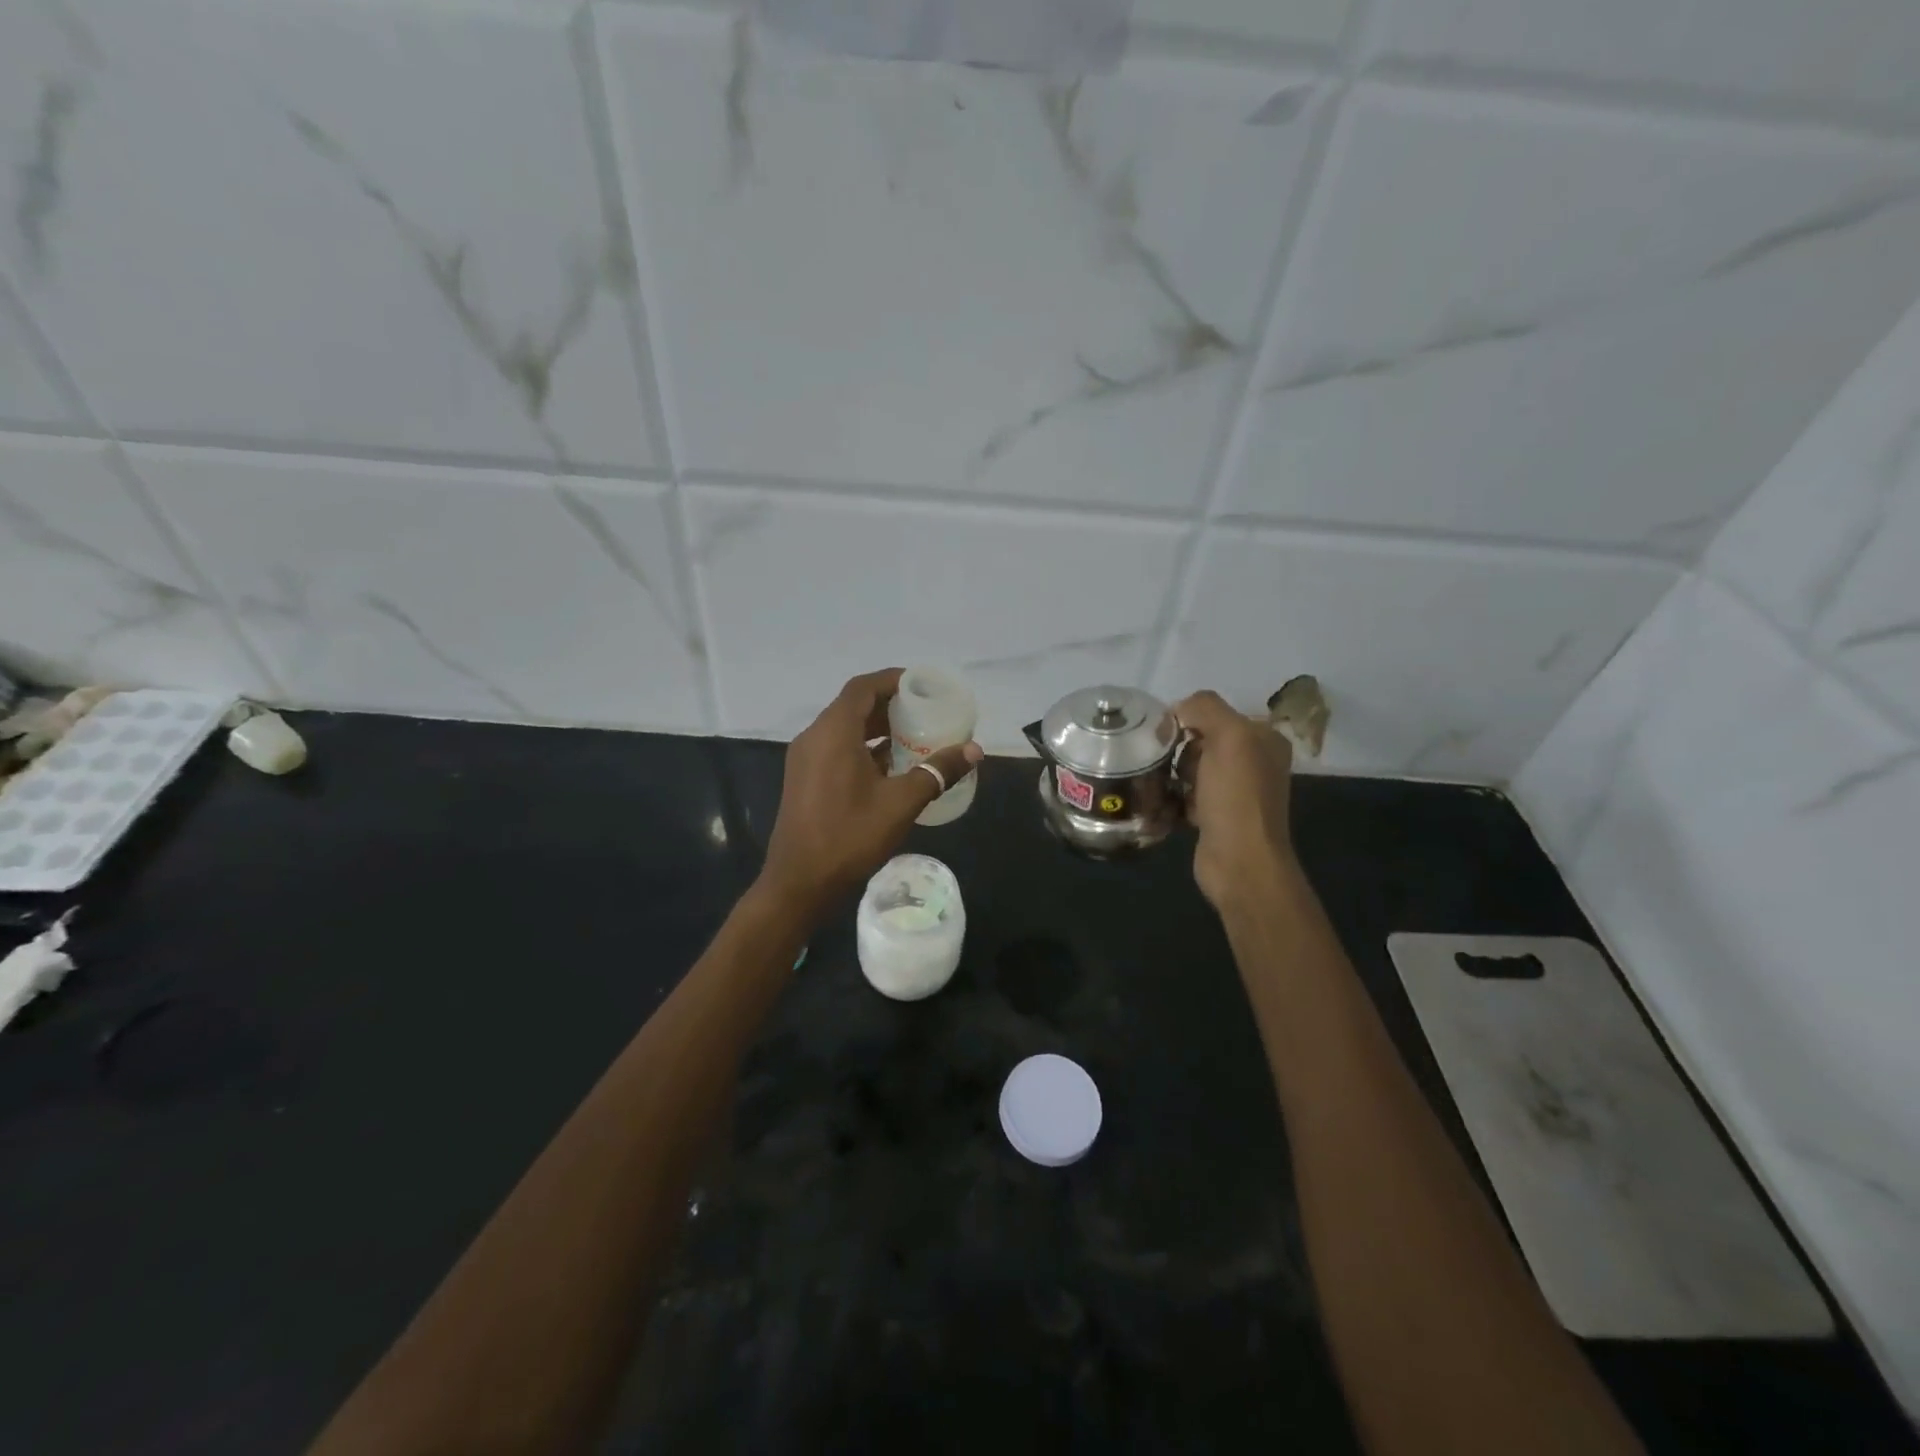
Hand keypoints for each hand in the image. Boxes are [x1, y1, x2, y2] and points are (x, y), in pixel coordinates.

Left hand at [760, 669, 983, 916]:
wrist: (800, 883)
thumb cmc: (850, 836)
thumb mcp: (901, 803)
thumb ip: (937, 772)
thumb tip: (974, 750)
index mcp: (833, 732)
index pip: (863, 688)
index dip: (892, 680)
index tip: (922, 685)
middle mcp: (814, 737)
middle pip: (853, 705)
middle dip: (889, 704)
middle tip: (924, 711)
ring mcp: (805, 760)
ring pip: (844, 729)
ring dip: (876, 727)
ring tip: (913, 736)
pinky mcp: (804, 779)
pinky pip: (836, 749)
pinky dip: (863, 747)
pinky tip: (890, 766)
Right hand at [1174, 690, 1295, 909]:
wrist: (1239, 862)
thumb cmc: (1236, 796)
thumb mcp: (1229, 737)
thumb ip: (1205, 708)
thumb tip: (1178, 710)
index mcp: (1264, 739)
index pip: (1217, 713)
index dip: (1189, 719)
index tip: (1166, 735)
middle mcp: (1253, 762)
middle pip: (1200, 740)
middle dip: (1178, 749)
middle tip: (1167, 764)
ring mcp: (1234, 792)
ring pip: (1189, 769)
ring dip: (1170, 775)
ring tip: (1158, 785)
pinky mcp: (1214, 817)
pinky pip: (1185, 796)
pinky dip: (1170, 799)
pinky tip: (1159, 805)